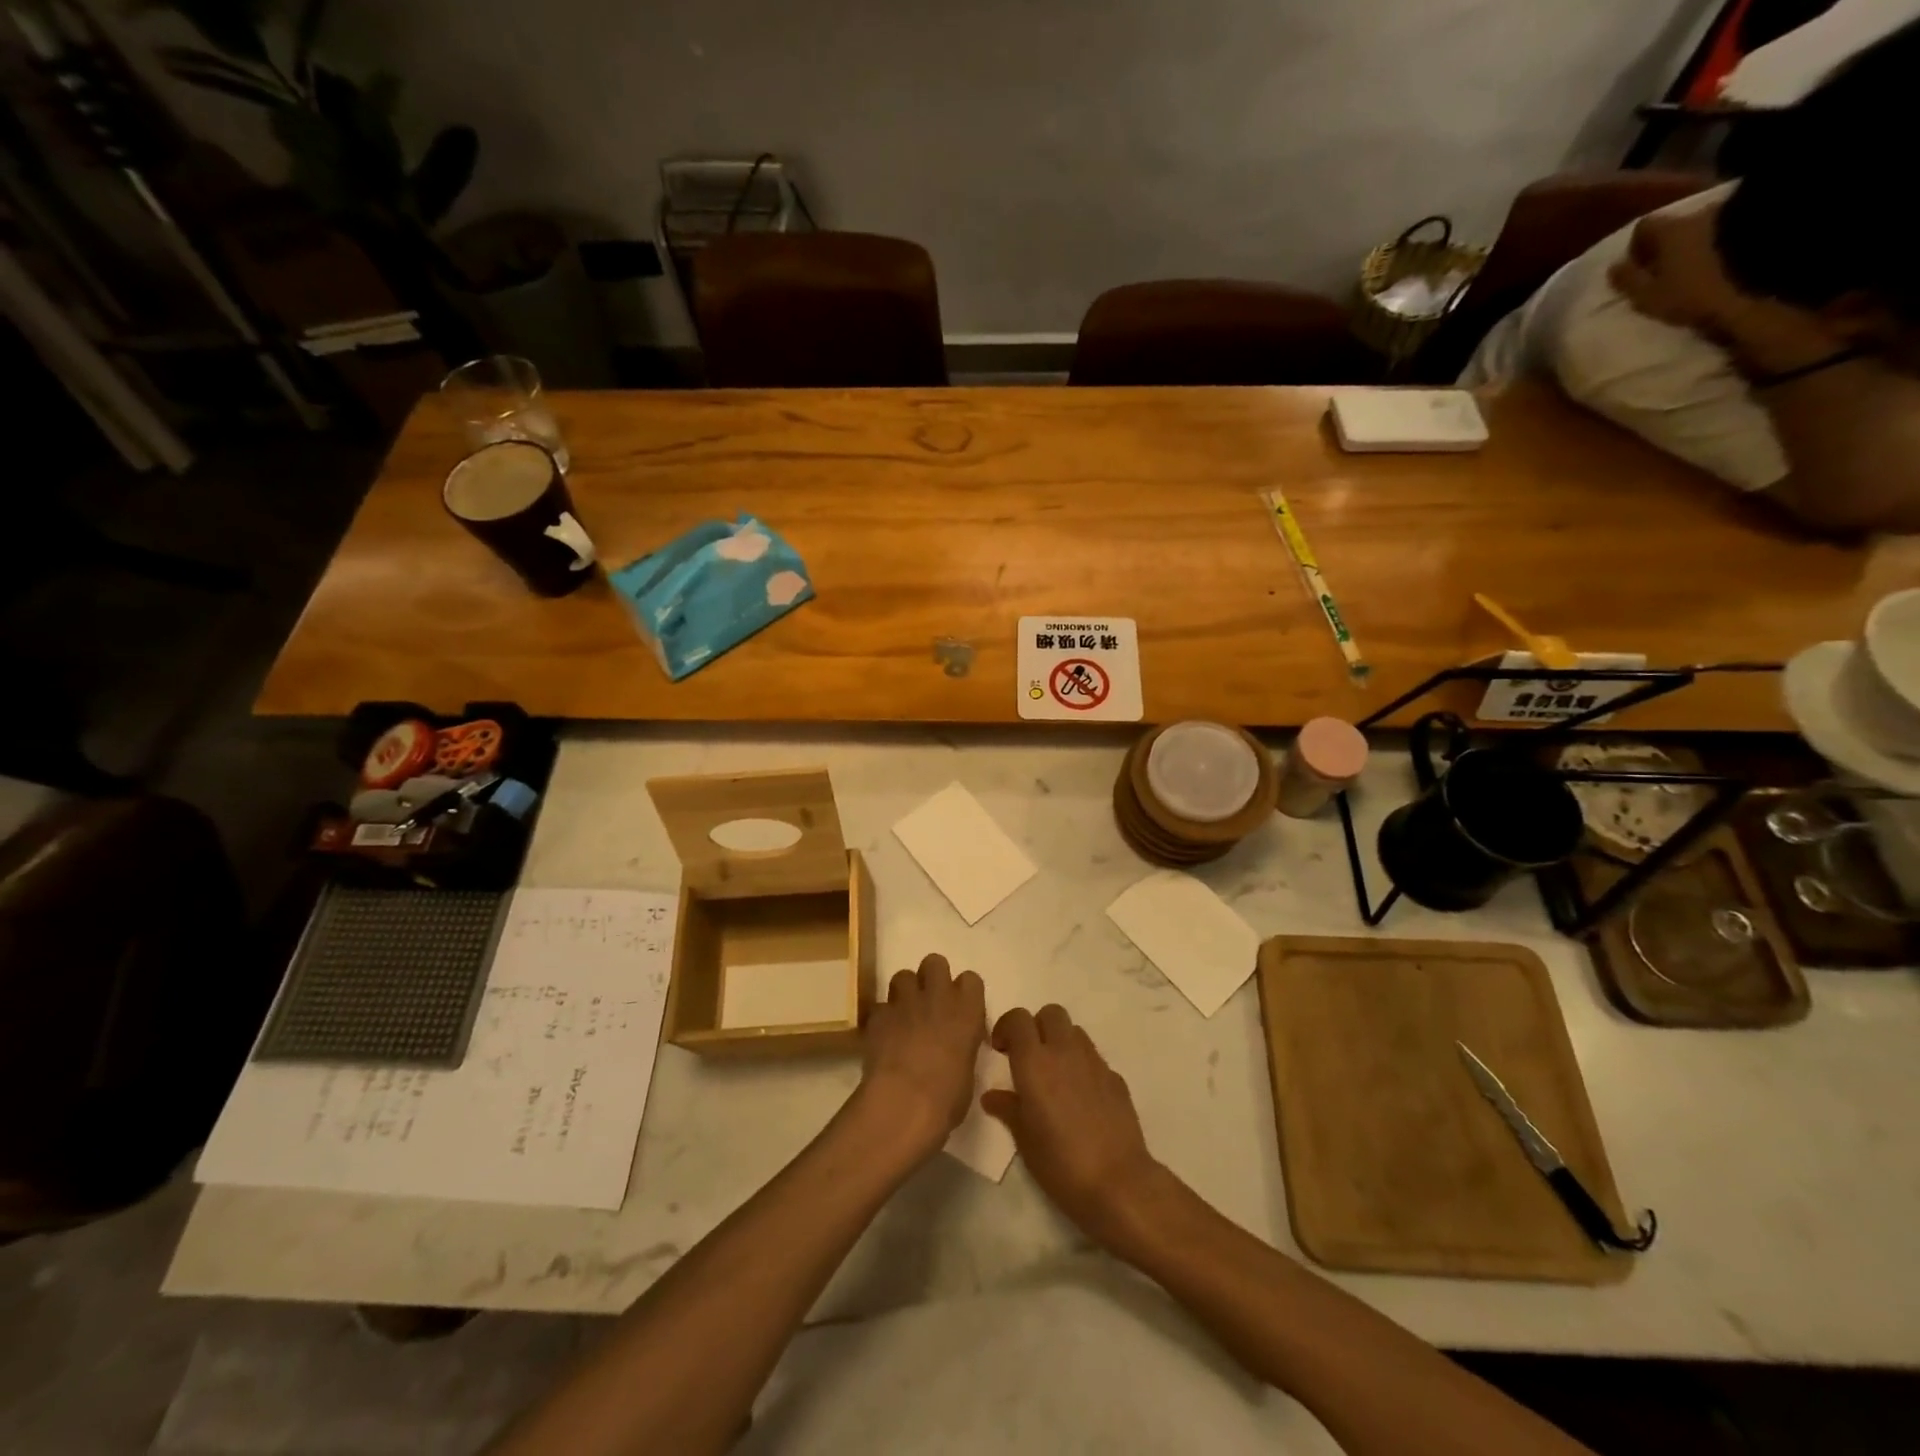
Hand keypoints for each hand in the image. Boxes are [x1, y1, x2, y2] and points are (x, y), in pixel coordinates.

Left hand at [854, 954, 985, 1158]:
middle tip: (930, 1004)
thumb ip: (962, 1047)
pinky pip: (880, 1006)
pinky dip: (883, 1018)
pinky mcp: (877, 1015)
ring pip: (903, 976)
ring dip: (904, 992)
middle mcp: (937, 996)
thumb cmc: (947, 1098)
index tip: (961, 1012)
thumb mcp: (968, 1072)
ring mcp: (904, 1002)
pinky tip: (884, 1037)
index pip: (971, 980)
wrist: (903, 1103)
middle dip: (932, 978)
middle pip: (935, 962)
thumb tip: (954, 1048)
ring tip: (904, 1016)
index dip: (964, 993)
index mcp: (967, 1010)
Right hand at [982, 1005, 1161, 1247]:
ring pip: (1074, 1032)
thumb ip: (1008, 1109)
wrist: (1118, 1182)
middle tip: (1029, 1057)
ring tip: (1055, 1075)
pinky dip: (1082, 1066)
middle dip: (1037, 1027)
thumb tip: (993, 1096)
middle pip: (1050, 1013)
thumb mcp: (1024, 1140)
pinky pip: (1094, 1058)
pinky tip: (1081, 1098)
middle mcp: (1064, 1051)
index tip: (1001, 1051)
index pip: (1018, 1019)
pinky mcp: (1116, 1078)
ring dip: (1061, 1042)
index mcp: (1035, 1061)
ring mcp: (1094, 1062)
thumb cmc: (1060, 1162)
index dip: (1007, 1028)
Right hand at [1609, 203, 1844, 373]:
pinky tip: (1740, 260)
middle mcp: (1701, 212)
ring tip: (1713, 266)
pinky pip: (1741, 226)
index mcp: (1669, 230)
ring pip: (1713, 225)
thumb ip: (1631, 282)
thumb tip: (1613, 267)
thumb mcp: (1653, 295)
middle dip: (1676, 244)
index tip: (1640, 265)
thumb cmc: (1700, 285)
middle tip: (1677, 269)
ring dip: (1708, 242)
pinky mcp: (1770, 214)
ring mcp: (1738, 209)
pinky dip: (1735, 240)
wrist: (1776, 262)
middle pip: (1681, 225)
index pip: (1645, 227)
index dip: (1639, 245)